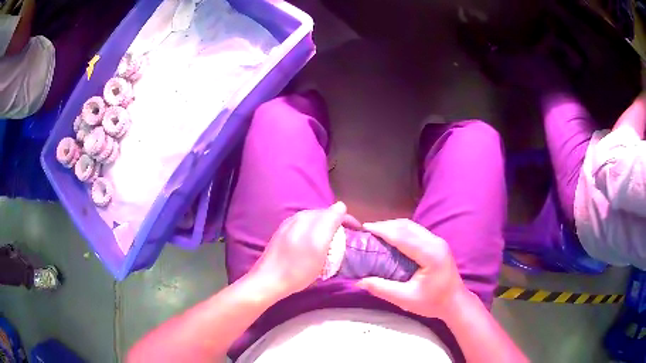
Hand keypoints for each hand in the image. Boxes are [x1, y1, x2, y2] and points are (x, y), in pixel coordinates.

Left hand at [249, 202, 346, 299]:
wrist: (269, 281)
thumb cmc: (297, 266)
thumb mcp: (318, 245)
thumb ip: (329, 222)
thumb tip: (341, 205)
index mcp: (306, 218)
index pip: (333, 212)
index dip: (348, 220)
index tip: (359, 232)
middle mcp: (296, 218)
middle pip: (323, 217)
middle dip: (337, 225)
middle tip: (349, 240)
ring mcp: (287, 228)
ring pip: (314, 225)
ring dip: (326, 231)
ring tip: (335, 244)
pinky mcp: (282, 238)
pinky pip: (305, 232)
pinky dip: (315, 237)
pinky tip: (315, 248)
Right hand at [356, 219, 466, 318]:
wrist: (455, 302)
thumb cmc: (433, 302)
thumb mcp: (406, 299)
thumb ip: (382, 289)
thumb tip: (359, 281)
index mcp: (430, 254)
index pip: (403, 236)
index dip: (383, 230)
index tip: (365, 228)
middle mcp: (435, 242)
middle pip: (407, 226)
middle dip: (386, 225)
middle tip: (367, 231)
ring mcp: (438, 241)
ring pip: (412, 226)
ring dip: (393, 226)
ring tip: (376, 232)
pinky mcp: (437, 243)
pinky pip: (416, 231)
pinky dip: (401, 231)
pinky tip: (391, 238)